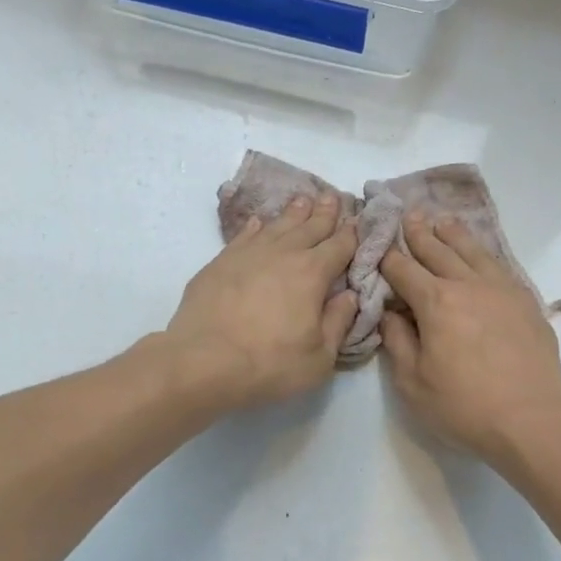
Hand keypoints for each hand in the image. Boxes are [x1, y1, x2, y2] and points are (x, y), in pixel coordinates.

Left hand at [163, 192, 358, 410]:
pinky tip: (259, 222)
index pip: (339, 246)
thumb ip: (338, 322)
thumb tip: (349, 295)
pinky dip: (256, 226)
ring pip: (277, 225)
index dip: (351, 233)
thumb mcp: (319, 357)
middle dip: (325, 212)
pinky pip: (244, 235)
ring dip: (293, 213)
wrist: (202, 362)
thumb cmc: (269, 364)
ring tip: (303, 200)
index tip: (358, 221)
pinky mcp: (220, 262)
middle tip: (334, 196)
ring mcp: (248, 254)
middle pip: (309, 227)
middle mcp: (283, 254)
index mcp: (313, 274)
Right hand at [379, 213, 560, 464]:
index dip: (387, 256)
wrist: (531, 420)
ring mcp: (502, 290)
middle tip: (408, 216)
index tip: (378, 243)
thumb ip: (397, 341)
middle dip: (419, 234)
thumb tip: (391, 313)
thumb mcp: (412, 381)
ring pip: (473, 252)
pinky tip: (481, 255)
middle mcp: (469, 285)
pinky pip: (500, 267)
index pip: (403, 270)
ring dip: (454, 235)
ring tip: (443, 221)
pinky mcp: (526, 302)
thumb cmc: (463, 406)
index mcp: (436, 302)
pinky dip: (484, 254)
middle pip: (439, 251)